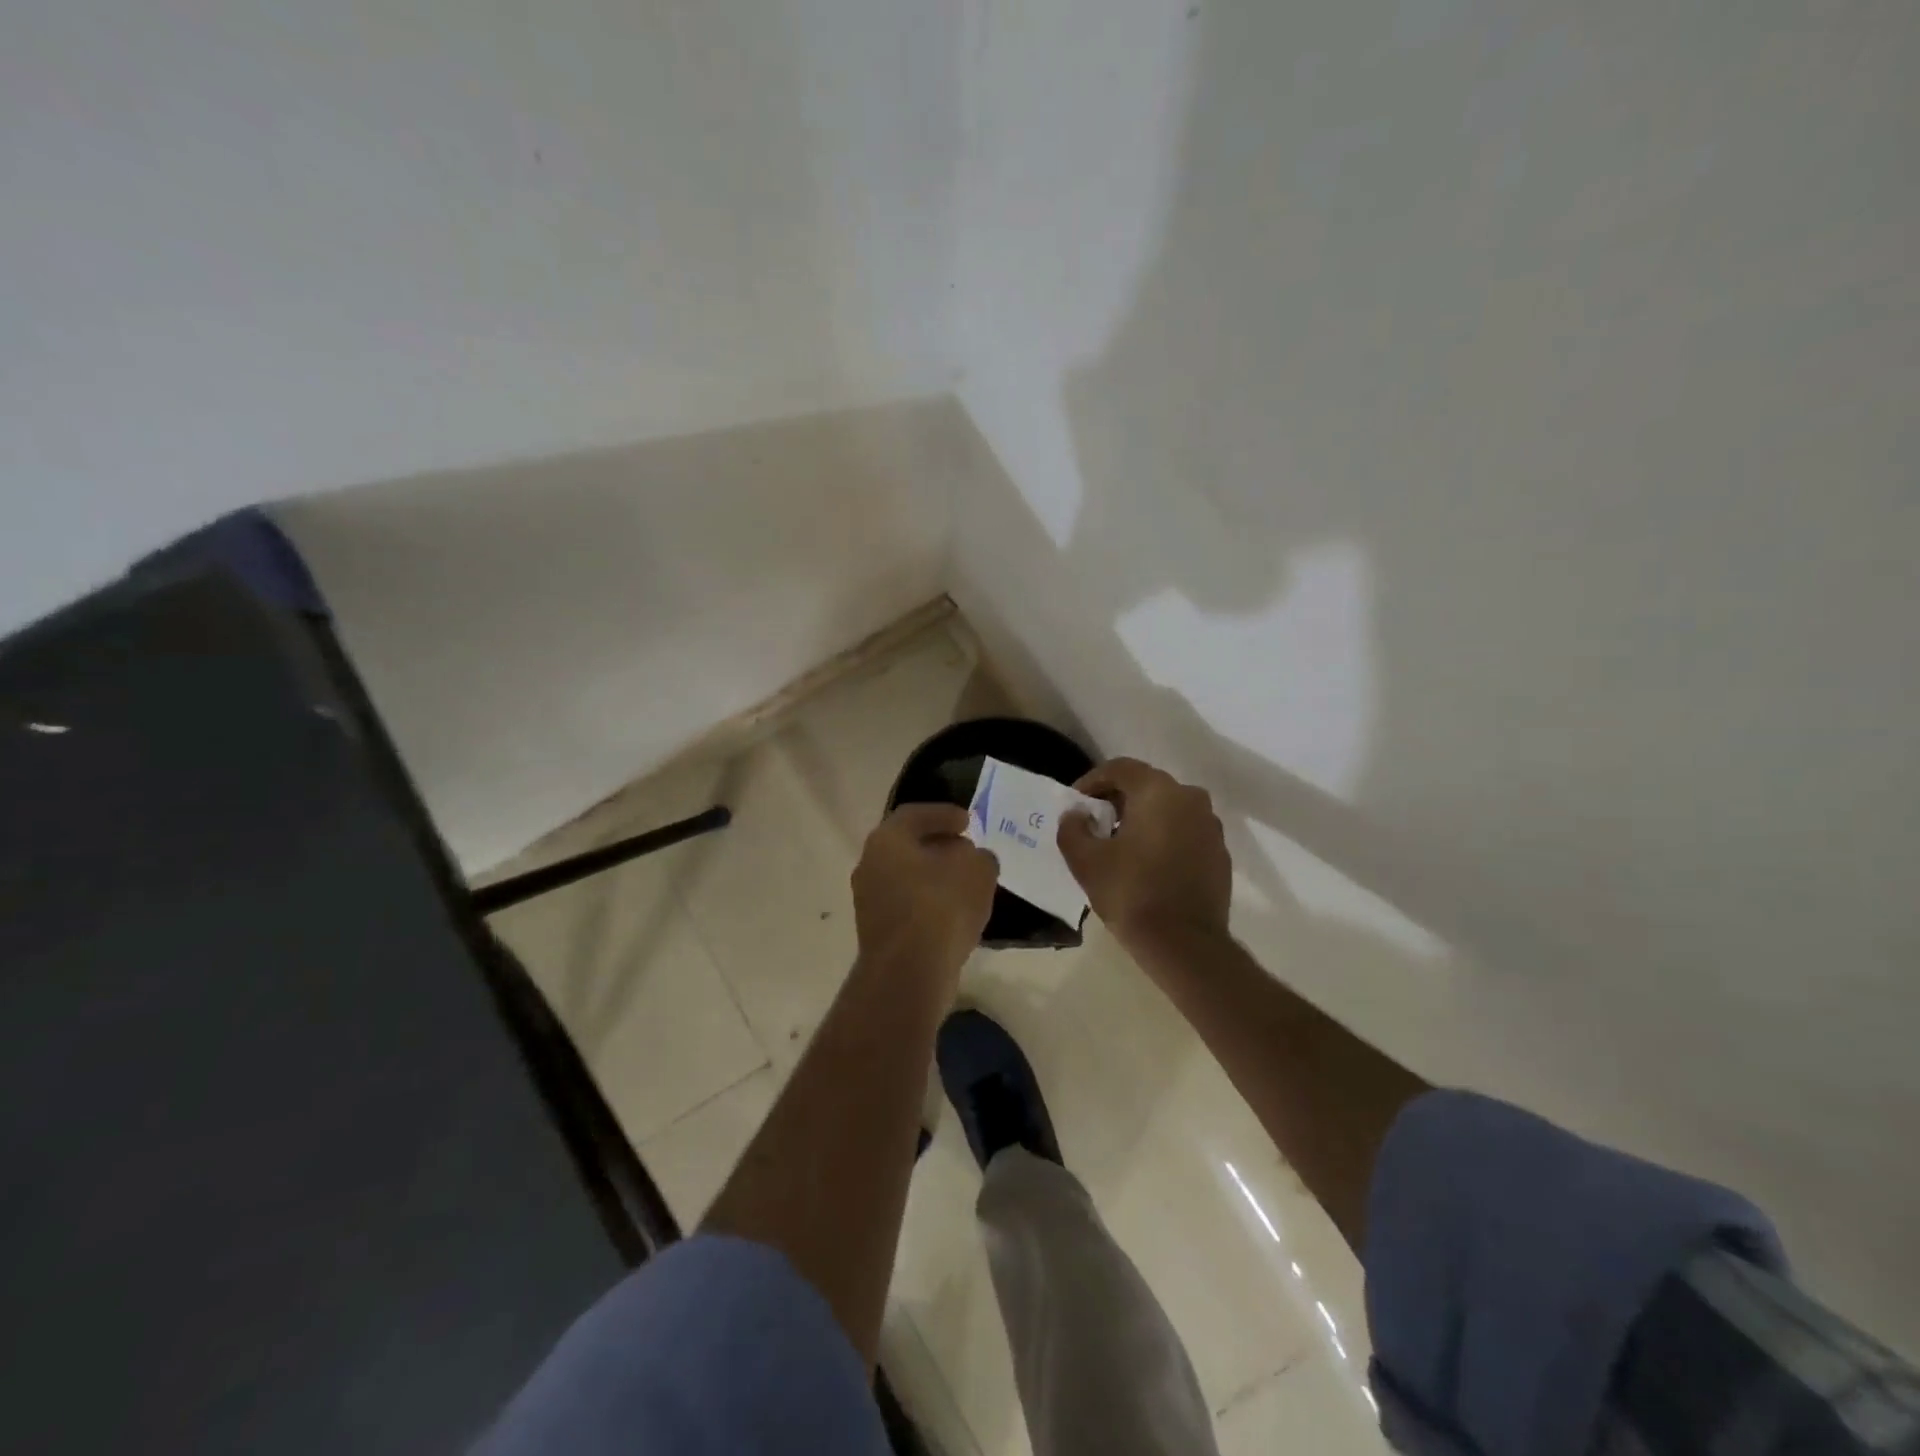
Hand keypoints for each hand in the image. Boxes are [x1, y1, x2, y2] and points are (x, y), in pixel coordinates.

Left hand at [851, 804, 998, 995]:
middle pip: (907, 846)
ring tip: (966, 883)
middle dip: (939, 846)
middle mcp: (869, 865)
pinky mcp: (877, 933)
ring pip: (906, 878)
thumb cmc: (941, 906)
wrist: (909, 972)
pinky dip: (929, 904)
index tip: (967, 821)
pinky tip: (955, 913)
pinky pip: (908, 907)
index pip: (914, 815)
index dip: (943, 814)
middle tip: (967, 850)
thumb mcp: (977, 870)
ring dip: (934, 877)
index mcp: (887, 839)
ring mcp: (868, 901)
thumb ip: (979, 856)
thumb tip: (973, 859)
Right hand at [1057, 758, 1231, 953]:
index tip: (1076, 803)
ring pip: (1168, 809)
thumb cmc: (1131, 893)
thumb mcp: (1085, 861)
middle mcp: (1190, 798)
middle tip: (1094, 823)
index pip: (1120, 768)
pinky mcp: (1220, 853)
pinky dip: (1164, 838)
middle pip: (1146, 786)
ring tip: (1119, 845)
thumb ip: (1072, 828)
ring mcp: (1210, 826)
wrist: (1185, 944)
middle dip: (1117, 800)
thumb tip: (1076, 815)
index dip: (1092, 781)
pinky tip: (1147, 864)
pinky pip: (1185, 833)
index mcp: (1158, 791)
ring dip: (1142, 819)